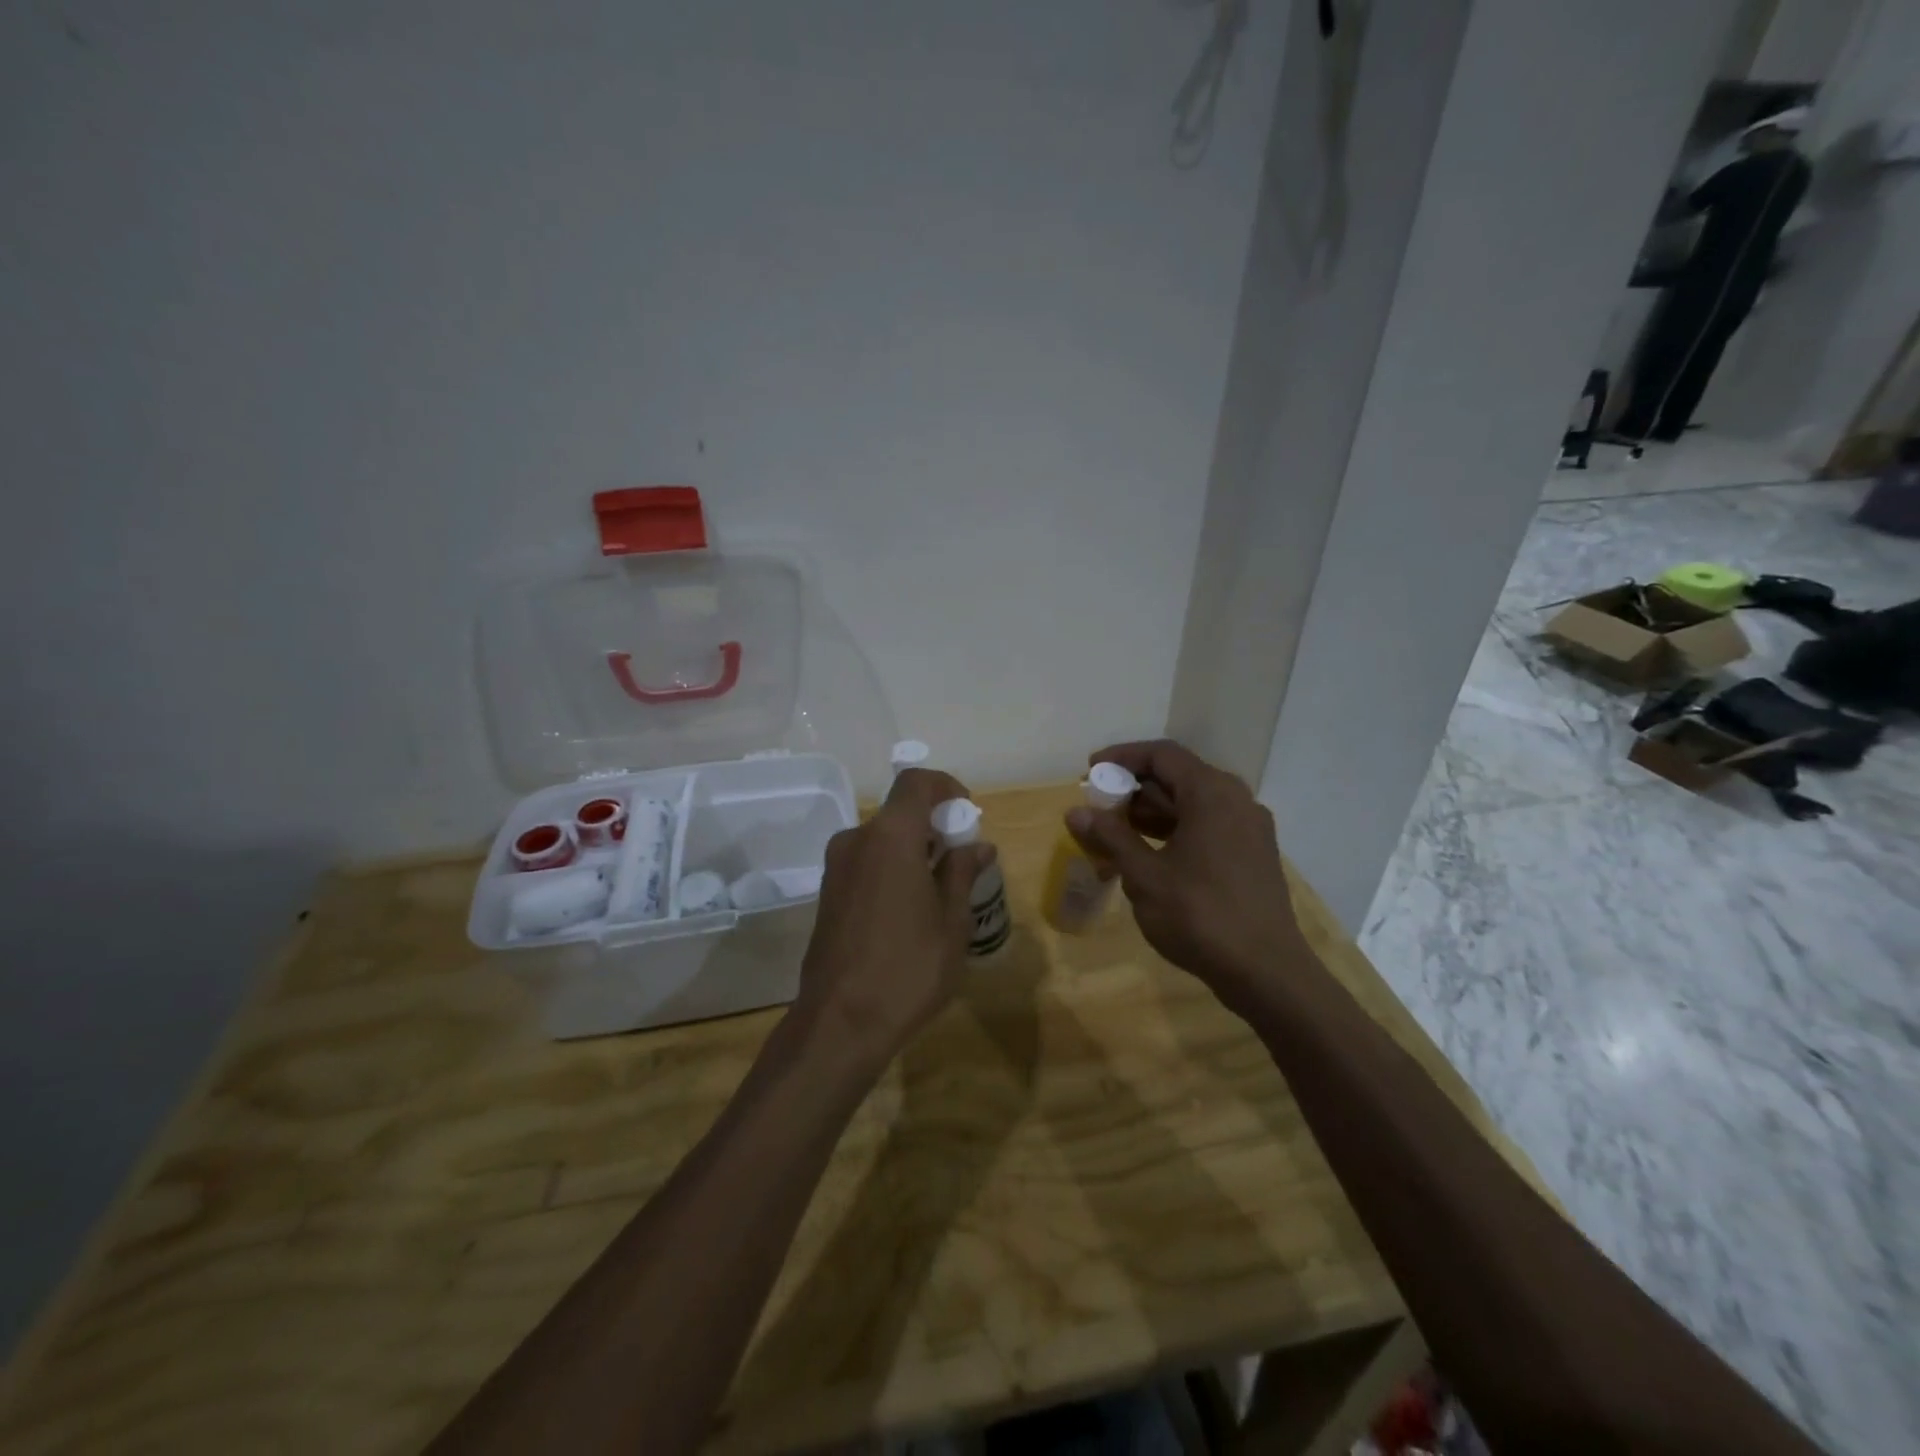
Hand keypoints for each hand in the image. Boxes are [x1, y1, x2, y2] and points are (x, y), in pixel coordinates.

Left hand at [793, 767, 993, 1072]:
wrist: (840, 1023)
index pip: (916, 782)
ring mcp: (836, 867)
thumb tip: (978, 846)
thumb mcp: (951, 921)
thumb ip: (962, 872)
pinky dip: (891, 869)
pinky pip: (866, 863)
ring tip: (940, 892)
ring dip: (913, 850)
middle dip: (934, 826)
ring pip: (882, 840)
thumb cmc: (908, 967)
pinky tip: (909, 911)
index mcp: (890, 836)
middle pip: (899, 812)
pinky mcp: (826, 893)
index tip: (966, 814)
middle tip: (962, 861)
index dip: (945, 786)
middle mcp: (856, 840)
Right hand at [1066, 739, 1304, 1011]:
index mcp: (1212, 794)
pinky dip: (1175, 832)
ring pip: (1193, 805)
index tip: (1089, 771)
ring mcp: (1249, 829)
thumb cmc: (1200, 916)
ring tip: (1114, 835)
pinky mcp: (1253, 855)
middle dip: (1133, 789)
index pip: (1162, 755)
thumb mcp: (1145, 876)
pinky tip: (1148, 857)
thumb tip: (1075, 812)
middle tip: (1098, 807)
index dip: (1122, 757)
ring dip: (1152, 813)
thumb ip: (1111, 837)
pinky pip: (1208, 827)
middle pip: (1178, 777)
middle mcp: (1236, 801)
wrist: (1266, 972)